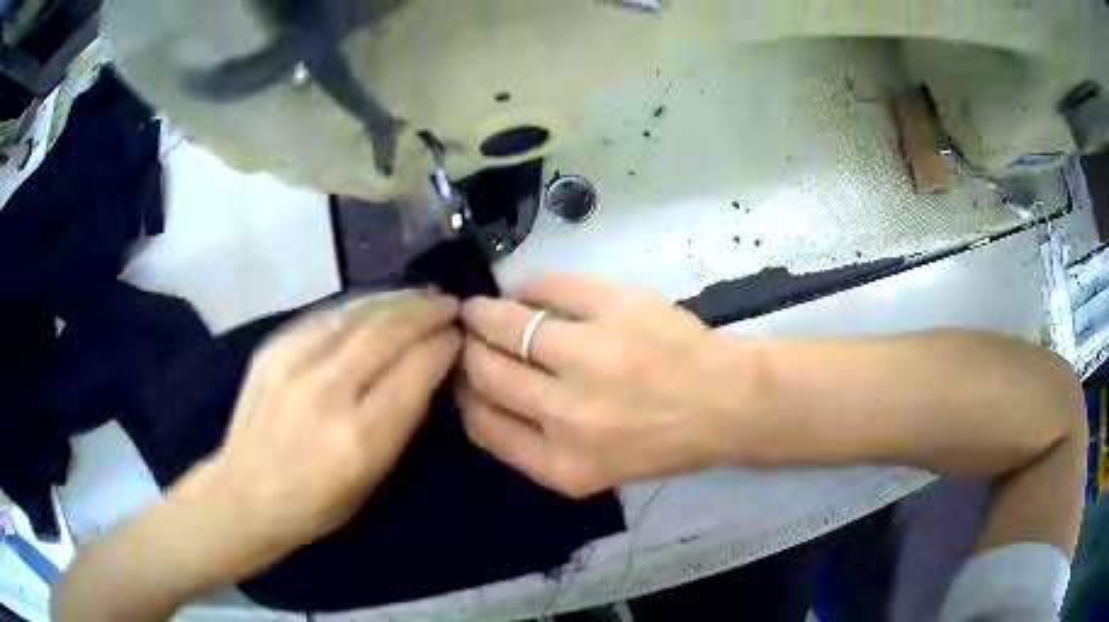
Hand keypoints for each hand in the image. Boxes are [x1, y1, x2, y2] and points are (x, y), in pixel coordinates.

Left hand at [203, 291, 461, 573]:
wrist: (244, 494)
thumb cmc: (316, 505)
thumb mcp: (373, 480)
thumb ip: (401, 422)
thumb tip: (428, 369)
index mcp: (358, 437)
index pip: (414, 372)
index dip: (443, 346)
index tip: (460, 335)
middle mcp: (326, 392)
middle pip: (387, 332)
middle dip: (425, 312)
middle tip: (449, 305)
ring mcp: (293, 363)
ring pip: (356, 313)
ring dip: (396, 299)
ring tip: (420, 296)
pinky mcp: (272, 348)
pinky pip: (325, 314)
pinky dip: (359, 305)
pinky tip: (376, 303)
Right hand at [458, 274, 753, 497]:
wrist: (729, 403)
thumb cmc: (663, 442)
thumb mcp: (591, 470)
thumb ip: (531, 443)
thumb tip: (481, 390)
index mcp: (561, 464)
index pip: (480, 423)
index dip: (463, 394)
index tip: (465, 376)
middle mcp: (567, 416)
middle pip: (484, 371)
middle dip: (467, 350)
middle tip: (469, 336)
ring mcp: (590, 356)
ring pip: (505, 324)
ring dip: (484, 313)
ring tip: (482, 309)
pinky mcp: (614, 308)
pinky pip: (547, 287)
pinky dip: (528, 286)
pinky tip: (527, 291)